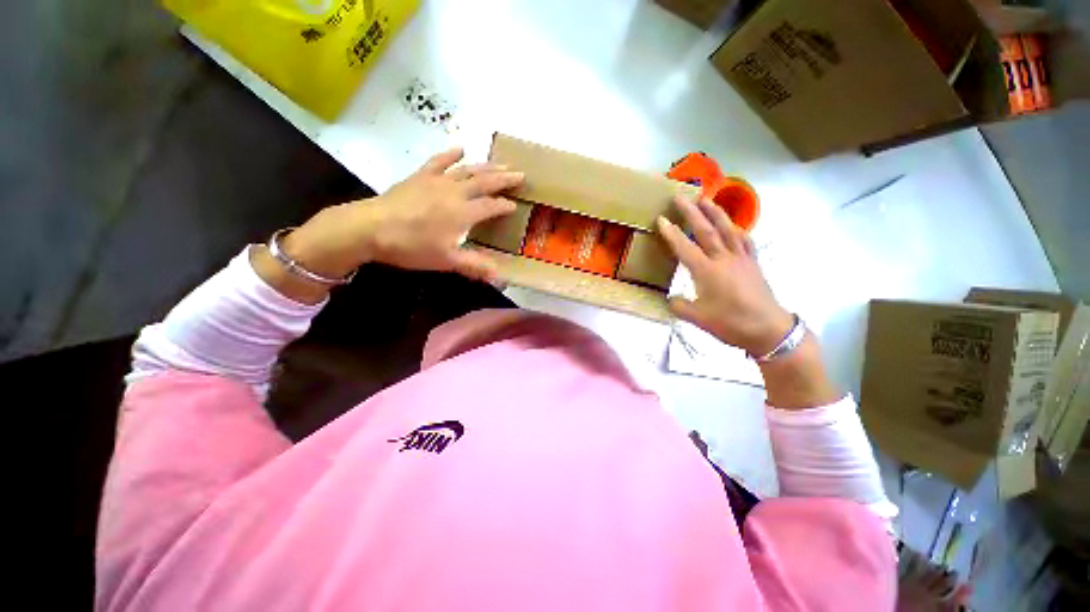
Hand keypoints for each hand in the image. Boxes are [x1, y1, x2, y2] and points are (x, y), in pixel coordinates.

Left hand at [253, 148, 522, 304]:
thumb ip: (474, 266)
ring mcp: (437, 181)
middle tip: (520, 174)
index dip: (505, 206)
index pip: (491, 206)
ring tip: (501, 164)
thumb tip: (499, 275)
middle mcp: (455, 193)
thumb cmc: (411, 246)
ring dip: (485, 166)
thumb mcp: (446, 261)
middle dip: (504, 179)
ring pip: (467, 170)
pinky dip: (450, 155)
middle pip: (484, 182)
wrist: (370, 228)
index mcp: (463, 213)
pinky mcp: (420, 176)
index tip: (516, 206)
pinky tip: (460, 148)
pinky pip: (438, 162)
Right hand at [656, 195, 791, 354]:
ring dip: (715, 212)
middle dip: (691, 211)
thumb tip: (670, 299)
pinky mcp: (753, 262)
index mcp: (706, 271)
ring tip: (705, 198)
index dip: (671, 232)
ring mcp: (741, 258)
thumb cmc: (730, 323)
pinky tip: (733, 226)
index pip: (684, 247)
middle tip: (680, 196)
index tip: (661, 218)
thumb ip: (679, 306)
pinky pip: (745, 240)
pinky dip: (737, 229)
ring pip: (727, 229)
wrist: (767, 329)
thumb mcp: (698, 319)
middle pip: (705, 230)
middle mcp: (723, 259)